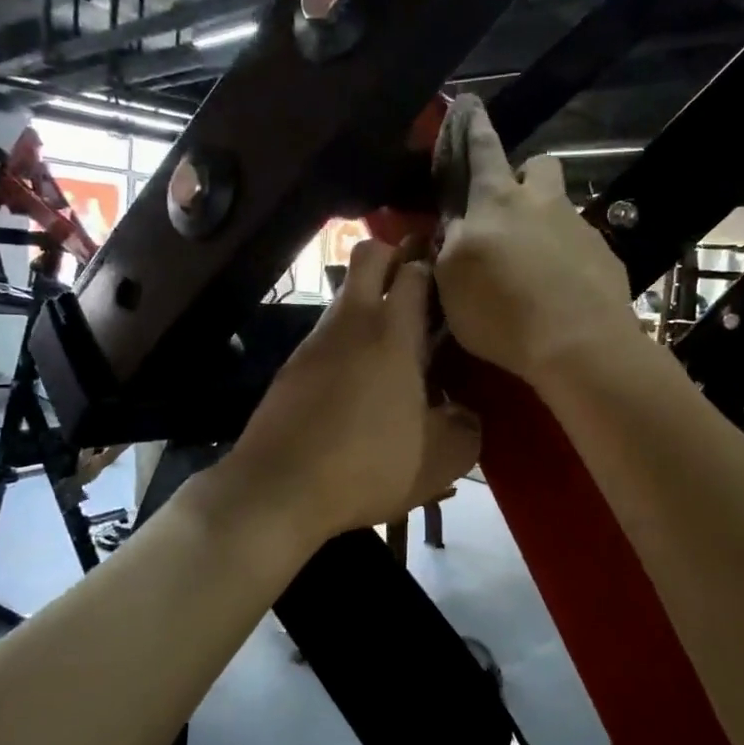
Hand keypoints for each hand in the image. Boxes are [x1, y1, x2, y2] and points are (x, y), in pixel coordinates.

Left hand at [220, 239, 480, 546]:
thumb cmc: (367, 466)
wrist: (277, 489)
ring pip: (345, 298)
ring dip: (370, 305)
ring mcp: (313, 343)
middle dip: (395, 255)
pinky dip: (347, 343)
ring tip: (395, 347)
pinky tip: (359, 384)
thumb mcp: (441, 459)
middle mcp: (349, 323)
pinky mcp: (290, 369)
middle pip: (369, 256)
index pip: (414, 269)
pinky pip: (326, 337)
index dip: (435, 262)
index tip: (452, 275)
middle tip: (421, 286)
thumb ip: (465, 426)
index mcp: (392, 333)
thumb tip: (463, 412)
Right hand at [435, 95, 639, 381]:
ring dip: (545, 224)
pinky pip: (581, 247)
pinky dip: (566, 262)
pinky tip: (558, 295)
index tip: (470, 104)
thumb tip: (453, 228)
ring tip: (531, 267)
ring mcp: (581, 229)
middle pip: (540, 165)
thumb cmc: (502, 311)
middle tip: (510, 207)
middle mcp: (543, 204)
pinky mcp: (606, 259)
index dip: (473, 127)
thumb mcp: (451, 282)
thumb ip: (450, 247)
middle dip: (526, 175)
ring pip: (561, 209)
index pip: (483, 149)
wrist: (579, 345)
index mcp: (497, 201)